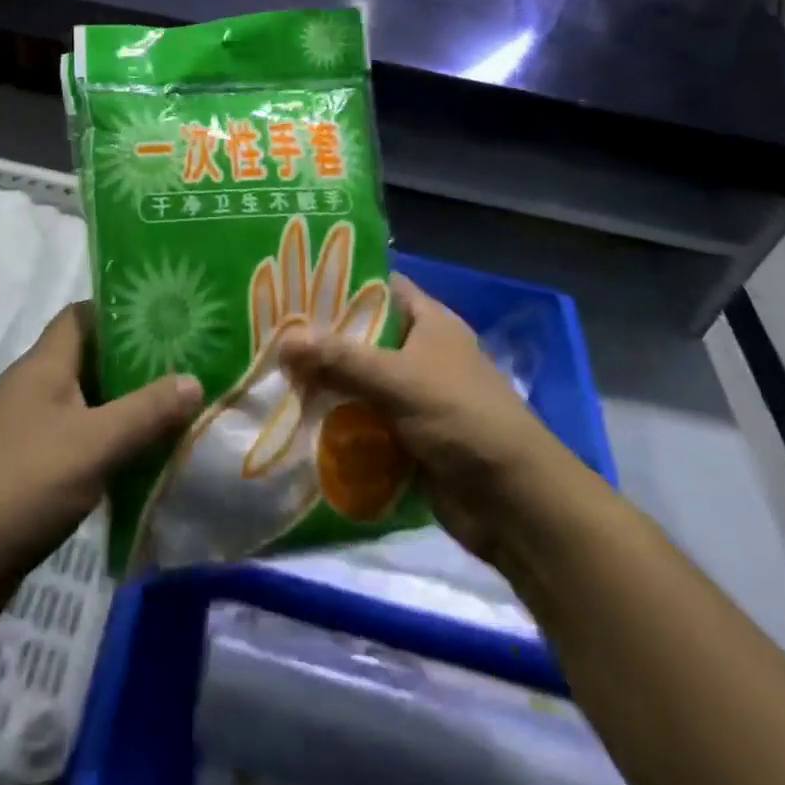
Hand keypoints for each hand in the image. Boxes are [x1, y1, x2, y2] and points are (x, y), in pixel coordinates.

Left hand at [0, 302, 203, 594]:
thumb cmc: (22, 486)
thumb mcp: (94, 444)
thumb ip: (146, 411)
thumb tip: (193, 379)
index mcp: (43, 365)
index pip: (83, 314)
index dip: (122, 310)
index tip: (168, 319)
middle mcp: (32, 387)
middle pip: (88, 357)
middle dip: (134, 362)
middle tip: (185, 367)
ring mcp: (26, 429)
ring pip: (85, 402)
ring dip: (124, 406)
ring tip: (175, 410)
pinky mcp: (26, 468)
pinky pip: (76, 440)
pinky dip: (106, 443)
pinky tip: (139, 460)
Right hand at [279, 273, 568, 569]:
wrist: (514, 503)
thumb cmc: (462, 417)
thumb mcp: (399, 379)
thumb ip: (340, 359)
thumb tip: (283, 341)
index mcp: (430, 322)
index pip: (380, 286)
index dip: (341, 281)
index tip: (294, 282)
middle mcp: (421, 353)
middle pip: (363, 336)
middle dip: (321, 338)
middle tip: (270, 330)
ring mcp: (414, 397)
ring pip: (359, 380)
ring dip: (324, 383)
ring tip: (271, 372)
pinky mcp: (407, 436)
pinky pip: (363, 420)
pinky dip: (336, 420)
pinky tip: (295, 416)